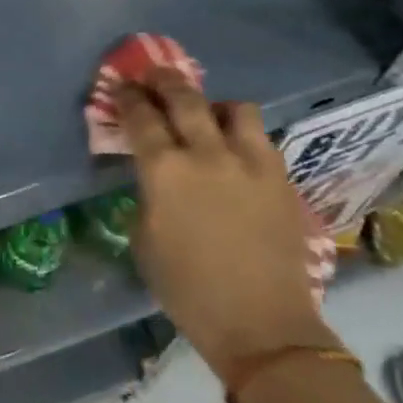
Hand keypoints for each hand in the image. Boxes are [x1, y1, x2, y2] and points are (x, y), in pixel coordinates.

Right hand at [114, 71, 334, 382]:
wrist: (262, 326)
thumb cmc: (188, 289)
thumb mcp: (145, 239)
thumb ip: (148, 194)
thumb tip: (155, 177)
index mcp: (165, 170)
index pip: (141, 116)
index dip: (128, 96)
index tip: (121, 86)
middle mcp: (207, 153)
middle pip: (184, 96)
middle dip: (164, 80)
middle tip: (154, 76)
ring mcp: (250, 162)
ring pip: (233, 107)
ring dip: (212, 104)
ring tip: (206, 114)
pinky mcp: (280, 177)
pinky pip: (260, 137)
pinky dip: (242, 133)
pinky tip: (235, 148)